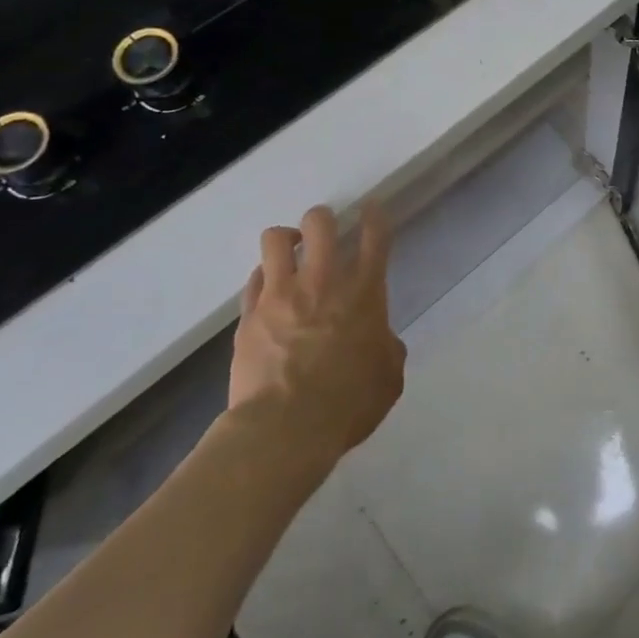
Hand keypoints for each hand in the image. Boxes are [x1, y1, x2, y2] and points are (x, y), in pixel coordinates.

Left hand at [229, 201, 404, 460]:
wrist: (285, 429)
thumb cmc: (348, 404)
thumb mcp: (388, 378)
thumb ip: (388, 348)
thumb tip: (380, 340)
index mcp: (364, 293)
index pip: (374, 237)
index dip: (374, 216)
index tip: (371, 208)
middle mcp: (323, 282)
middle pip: (320, 223)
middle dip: (323, 218)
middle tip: (325, 230)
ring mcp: (281, 295)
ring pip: (275, 240)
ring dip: (286, 238)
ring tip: (290, 249)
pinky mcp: (249, 315)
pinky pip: (254, 280)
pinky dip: (265, 278)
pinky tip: (270, 289)